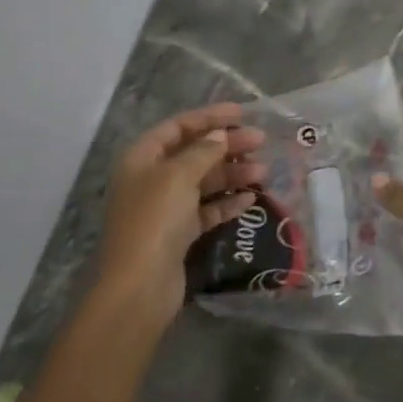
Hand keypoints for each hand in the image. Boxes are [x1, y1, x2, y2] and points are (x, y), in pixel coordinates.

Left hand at [94, 102, 265, 331]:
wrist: (139, 287)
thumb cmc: (155, 220)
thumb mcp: (179, 175)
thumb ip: (203, 151)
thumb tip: (220, 135)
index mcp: (142, 158)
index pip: (178, 126)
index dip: (209, 116)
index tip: (242, 113)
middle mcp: (151, 179)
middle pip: (193, 153)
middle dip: (227, 146)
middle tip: (260, 142)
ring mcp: (164, 208)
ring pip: (203, 182)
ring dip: (232, 174)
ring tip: (263, 173)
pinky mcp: (178, 234)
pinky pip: (206, 210)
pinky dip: (226, 203)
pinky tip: (250, 200)